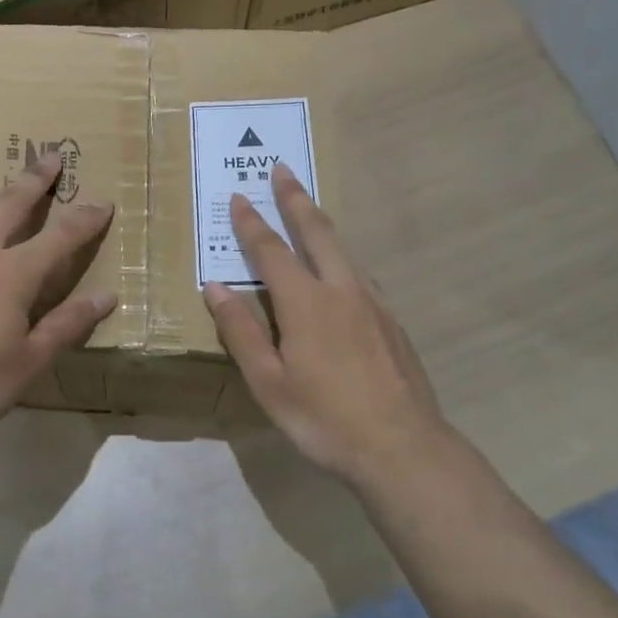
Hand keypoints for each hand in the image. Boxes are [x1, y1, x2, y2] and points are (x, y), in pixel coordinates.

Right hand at [204, 164, 458, 485]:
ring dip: (321, 223)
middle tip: (283, 169)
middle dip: (295, 199)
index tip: (240, 196)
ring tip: (308, 209)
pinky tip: (341, 271)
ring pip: (343, 249)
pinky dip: (342, 258)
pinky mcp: (392, 321)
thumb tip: (214, 287)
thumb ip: (241, 331)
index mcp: (305, 302)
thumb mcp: (268, 382)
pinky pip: (361, 275)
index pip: (271, 250)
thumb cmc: (324, 418)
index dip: (252, 222)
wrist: (402, 447)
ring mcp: (373, 303)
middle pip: (316, 232)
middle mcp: (341, 290)